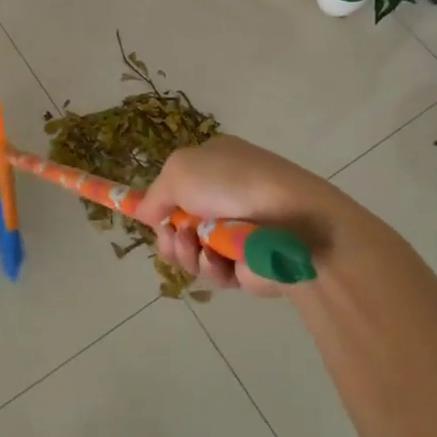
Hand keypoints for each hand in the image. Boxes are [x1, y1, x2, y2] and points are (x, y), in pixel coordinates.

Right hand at [134, 136, 351, 295]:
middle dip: (168, 233)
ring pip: (191, 251)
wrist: (292, 222)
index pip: (179, 185)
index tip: (147, 216)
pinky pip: (213, 272)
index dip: (161, 202)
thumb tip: (144, 212)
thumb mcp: (180, 170)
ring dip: (185, 251)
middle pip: (179, 223)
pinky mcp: (246, 266)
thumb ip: (155, 194)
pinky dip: (209, 267)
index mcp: (214, 165)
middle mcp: (225, 197)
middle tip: (172, 235)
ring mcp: (236, 232)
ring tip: (195, 246)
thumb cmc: (233, 183)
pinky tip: (216, 260)